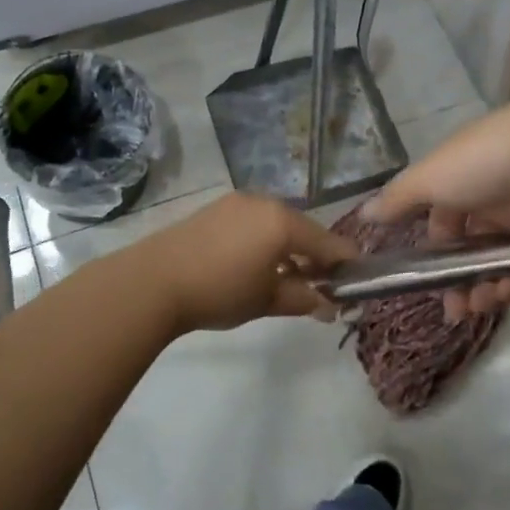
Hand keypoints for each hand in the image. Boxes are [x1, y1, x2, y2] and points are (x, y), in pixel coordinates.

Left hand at [124, 192, 359, 334]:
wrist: (154, 281)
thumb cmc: (220, 291)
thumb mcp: (266, 300)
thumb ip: (302, 299)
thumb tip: (327, 306)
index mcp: (283, 222)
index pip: (326, 242)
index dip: (343, 262)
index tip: (356, 280)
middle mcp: (264, 203)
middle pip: (301, 229)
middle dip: (314, 256)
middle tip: (319, 285)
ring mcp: (237, 203)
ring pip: (276, 224)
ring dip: (287, 249)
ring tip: (287, 279)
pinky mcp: (215, 209)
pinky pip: (253, 222)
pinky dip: (264, 241)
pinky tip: (257, 265)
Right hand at [363, 96, 509, 320]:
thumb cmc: (486, 162)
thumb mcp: (430, 177)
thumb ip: (397, 199)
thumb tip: (363, 215)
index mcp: (469, 169)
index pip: (446, 211)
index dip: (435, 244)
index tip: (426, 275)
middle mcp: (502, 187)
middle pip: (476, 243)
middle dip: (462, 278)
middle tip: (457, 309)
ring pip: (506, 260)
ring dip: (491, 287)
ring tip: (488, 303)